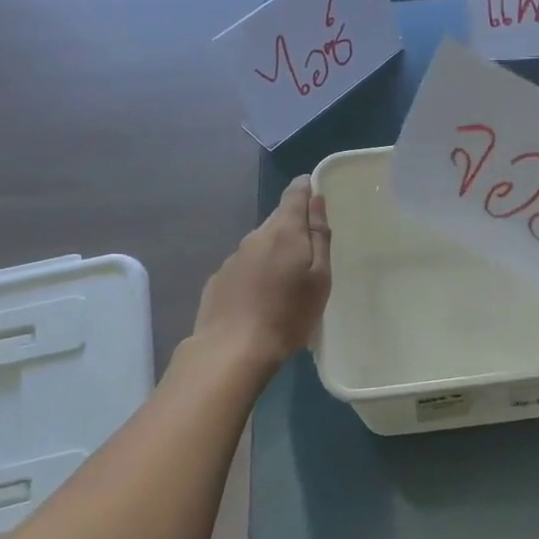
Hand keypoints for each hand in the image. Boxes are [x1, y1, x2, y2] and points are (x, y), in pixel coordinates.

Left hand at [191, 177, 332, 371]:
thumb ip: (319, 236)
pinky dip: (256, 272)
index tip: (316, 195)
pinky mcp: (219, 279)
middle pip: (278, 219)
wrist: (233, 349)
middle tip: (310, 251)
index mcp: (284, 231)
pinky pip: (244, 266)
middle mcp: (255, 236)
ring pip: (260, 244)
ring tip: (287, 280)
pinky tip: (261, 297)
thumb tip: (316, 199)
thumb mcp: (319, 278)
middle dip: (293, 227)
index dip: (306, 189)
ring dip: (274, 252)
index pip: (294, 194)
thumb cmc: (288, 314)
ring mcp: (233, 257)